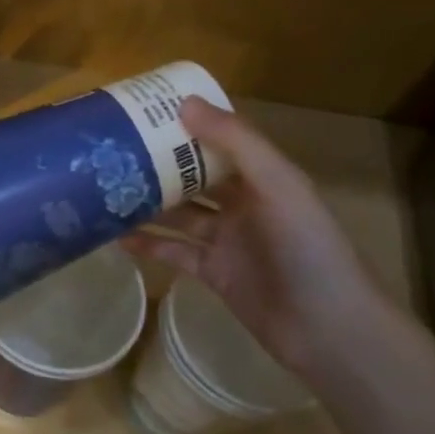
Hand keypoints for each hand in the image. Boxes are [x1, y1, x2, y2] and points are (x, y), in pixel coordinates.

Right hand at [122, 99, 392, 373]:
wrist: (329, 330)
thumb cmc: (308, 249)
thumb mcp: (278, 185)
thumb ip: (235, 142)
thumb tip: (184, 103)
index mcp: (263, 176)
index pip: (219, 140)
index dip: (186, 125)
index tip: (143, 112)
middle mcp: (244, 203)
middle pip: (193, 177)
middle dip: (157, 164)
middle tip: (112, 151)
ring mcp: (227, 239)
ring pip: (179, 214)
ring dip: (147, 203)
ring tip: (105, 190)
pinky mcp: (213, 272)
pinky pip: (174, 251)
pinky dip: (148, 244)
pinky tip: (116, 237)